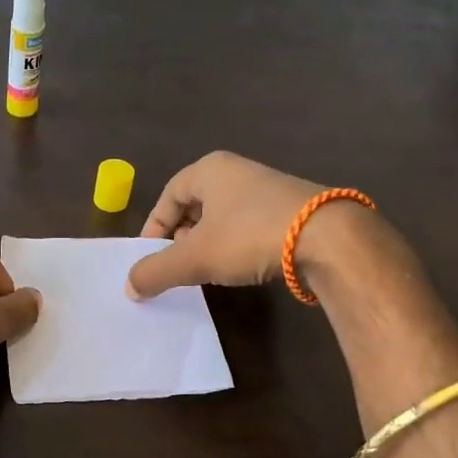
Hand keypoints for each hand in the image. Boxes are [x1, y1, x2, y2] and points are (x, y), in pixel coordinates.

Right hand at [125, 151, 349, 298]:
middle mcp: (239, 172)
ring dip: (208, 245)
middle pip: (196, 206)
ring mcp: (268, 190)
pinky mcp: (292, 210)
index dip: (154, 226)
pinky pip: (249, 227)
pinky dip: (236, 247)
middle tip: (177, 265)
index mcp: (210, 170)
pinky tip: (240, 269)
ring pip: (223, 218)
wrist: (327, 239)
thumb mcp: (193, 258)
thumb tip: (130, 287)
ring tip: (206, 271)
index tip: (151, 256)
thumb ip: (156, 272)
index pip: (169, 195)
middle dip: (181, 238)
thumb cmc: (248, 236)